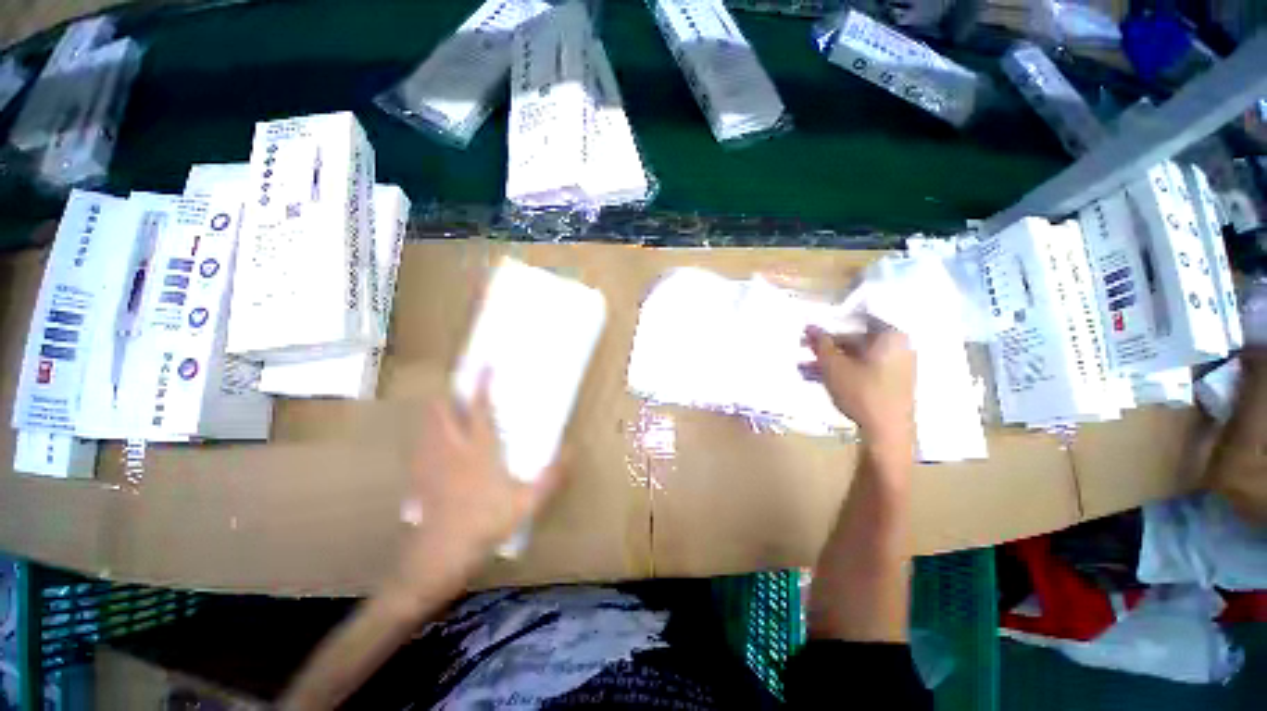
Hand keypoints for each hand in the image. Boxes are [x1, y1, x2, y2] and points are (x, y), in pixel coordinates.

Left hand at [402, 372, 564, 573]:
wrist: (440, 555)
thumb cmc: (485, 524)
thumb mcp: (527, 503)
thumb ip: (551, 477)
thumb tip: (571, 452)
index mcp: (479, 449)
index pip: (479, 408)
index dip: (481, 384)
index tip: (485, 365)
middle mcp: (452, 449)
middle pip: (442, 411)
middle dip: (449, 394)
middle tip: (459, 387)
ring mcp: (431, 463)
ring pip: (428, 427)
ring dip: (436, 414)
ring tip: (446, 410)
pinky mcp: (420, 478)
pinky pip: (420, 448)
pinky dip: (427, 438)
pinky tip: (433, 446)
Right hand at [802, 324, 914, 457]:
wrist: (888, 433)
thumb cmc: (861, 392)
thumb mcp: (833, 365)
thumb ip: (820, 343)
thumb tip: (809, 326)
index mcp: (890, 336)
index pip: (857, 318)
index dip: (830, 323)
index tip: (811, 331)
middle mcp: (898, 346)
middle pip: (855, 339)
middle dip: (826, 346)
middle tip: (802, 349)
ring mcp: (897, 366)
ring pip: (856, 357)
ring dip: (829, 361)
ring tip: (802, 368)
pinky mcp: (892, 383)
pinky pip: (863, 369)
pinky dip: (843, 371)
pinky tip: (818, 379)